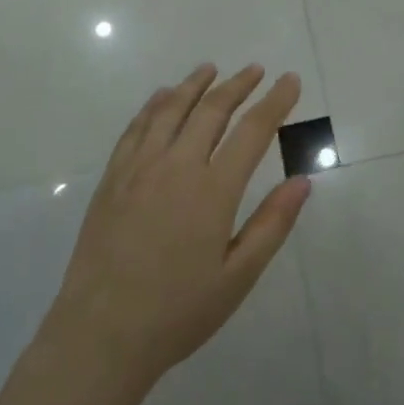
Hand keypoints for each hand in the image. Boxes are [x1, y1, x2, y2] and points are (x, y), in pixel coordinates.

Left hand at [43, 65, 309, 389]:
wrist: (100, 335)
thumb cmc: (178, 311)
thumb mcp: (238, 277)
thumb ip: (272, 224)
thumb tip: (303, 180)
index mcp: (213, 190)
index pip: (252, 131)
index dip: (275, 102)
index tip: (290, 80)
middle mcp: (176, 167)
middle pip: (211, 110)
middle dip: (238, 85)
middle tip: (256, 69)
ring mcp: (138, 169)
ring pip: (170, 110)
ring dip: (194, 85)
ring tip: (211, 69)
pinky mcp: (111, 179)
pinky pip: (135, 128)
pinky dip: (153, 105)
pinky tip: (162, 97)